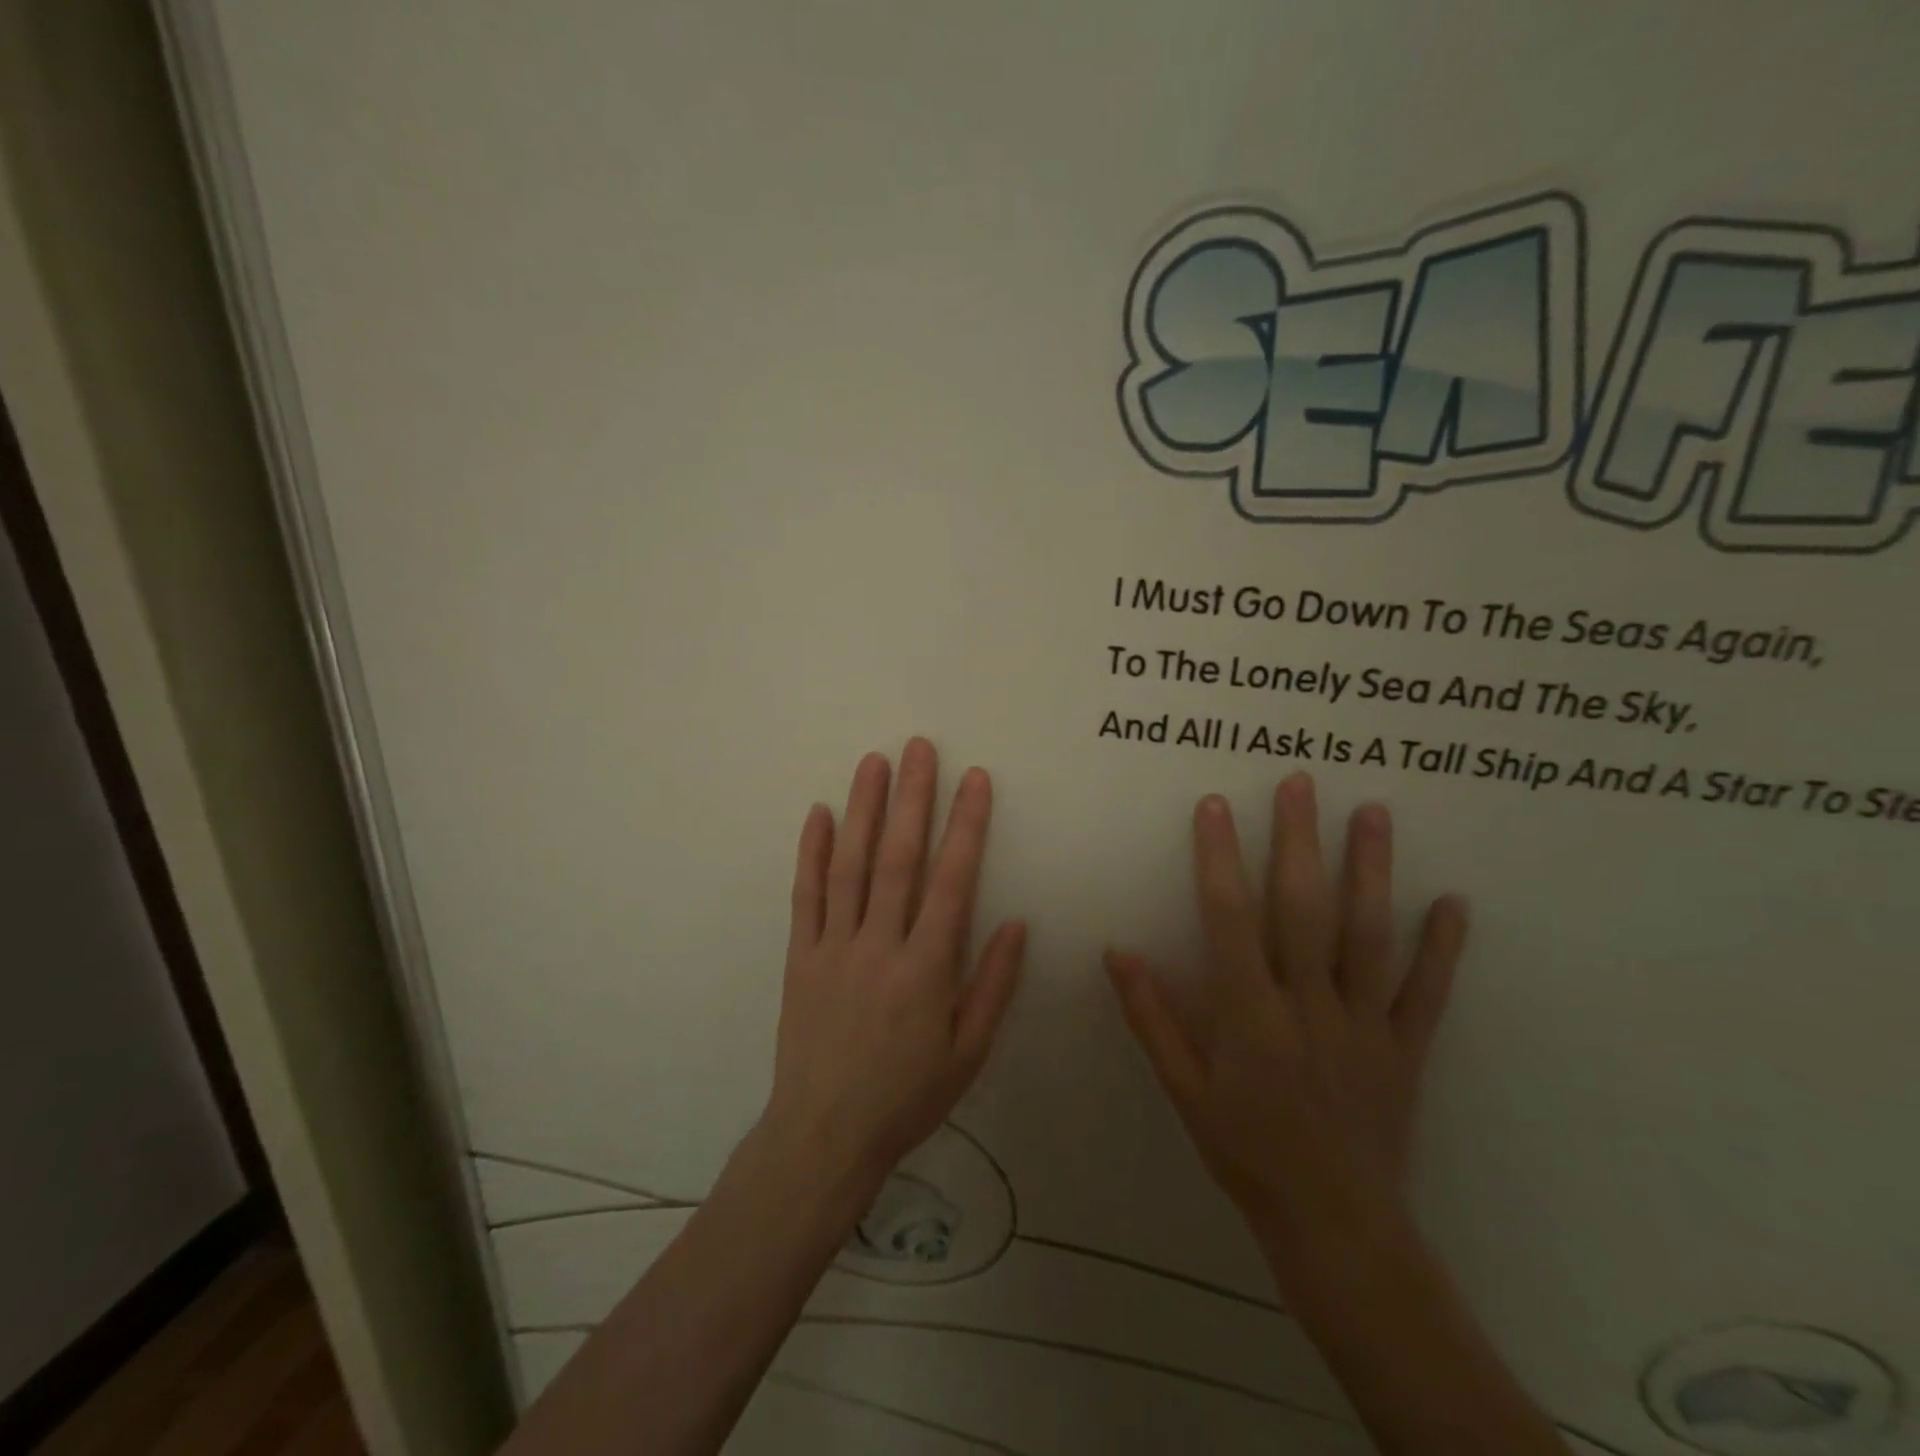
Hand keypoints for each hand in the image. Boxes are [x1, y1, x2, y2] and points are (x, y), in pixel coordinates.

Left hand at [761, 739, 1025, 1192]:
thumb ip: (993, 985)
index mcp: (926, 969)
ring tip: (873, 762)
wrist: (824, 1134)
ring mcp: (834, 947)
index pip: (952, 882)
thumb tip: (1016, 923)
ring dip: (862, 810)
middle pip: (897, 859)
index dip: (966, 826)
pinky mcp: (801, 956)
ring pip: (849, 866)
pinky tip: (819, 813)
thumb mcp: (968, 1053)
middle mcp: (879, 945)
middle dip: (912, 798)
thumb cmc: (907, 1096)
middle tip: (919, 747)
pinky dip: (811, 852)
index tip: (975, 780)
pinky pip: (806, 896)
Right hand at [1105, 773, 1467, 1280]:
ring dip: (1370, 871)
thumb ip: (1152, 1018)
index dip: (1220, 860)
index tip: (1215, 807)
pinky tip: (1453, 902)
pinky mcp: (1406, 1048)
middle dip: (1298, 842)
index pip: (1230, 921)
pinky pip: (1427, 992)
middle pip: (1304, 911)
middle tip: (1300, 783)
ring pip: (1369, 937)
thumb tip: (1117, 952)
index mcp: (1251, 1018)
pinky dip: (1442, 947)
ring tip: (1372, 812)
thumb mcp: (1184, 1090)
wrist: (1335, 1226)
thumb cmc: (1245, 1152)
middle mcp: (1310, 1009)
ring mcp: (1365, 1025)